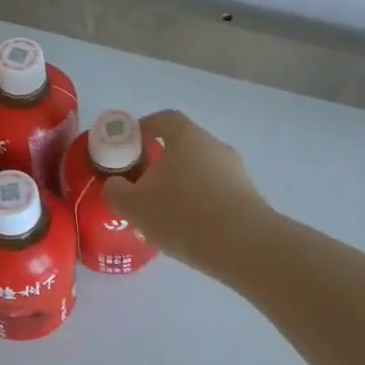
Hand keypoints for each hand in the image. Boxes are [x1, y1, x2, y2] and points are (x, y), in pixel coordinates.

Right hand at [103, 110, 274, 273]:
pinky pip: (217, 191)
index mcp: (187, 137)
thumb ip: (117, 192)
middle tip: (144, 187)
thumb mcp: (136, 207)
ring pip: (201, 171)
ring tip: (166, 214)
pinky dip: (202, 202)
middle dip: (162, 163)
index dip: (145, 127)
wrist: (244, 245)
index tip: (130, 142)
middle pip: (184, 146)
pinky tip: (191, 228)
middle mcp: (214, 145)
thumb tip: (115, 185)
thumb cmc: (183, 215)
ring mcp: (236, 170)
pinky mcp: (249, 195)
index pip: (164, 119)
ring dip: (183, 185)